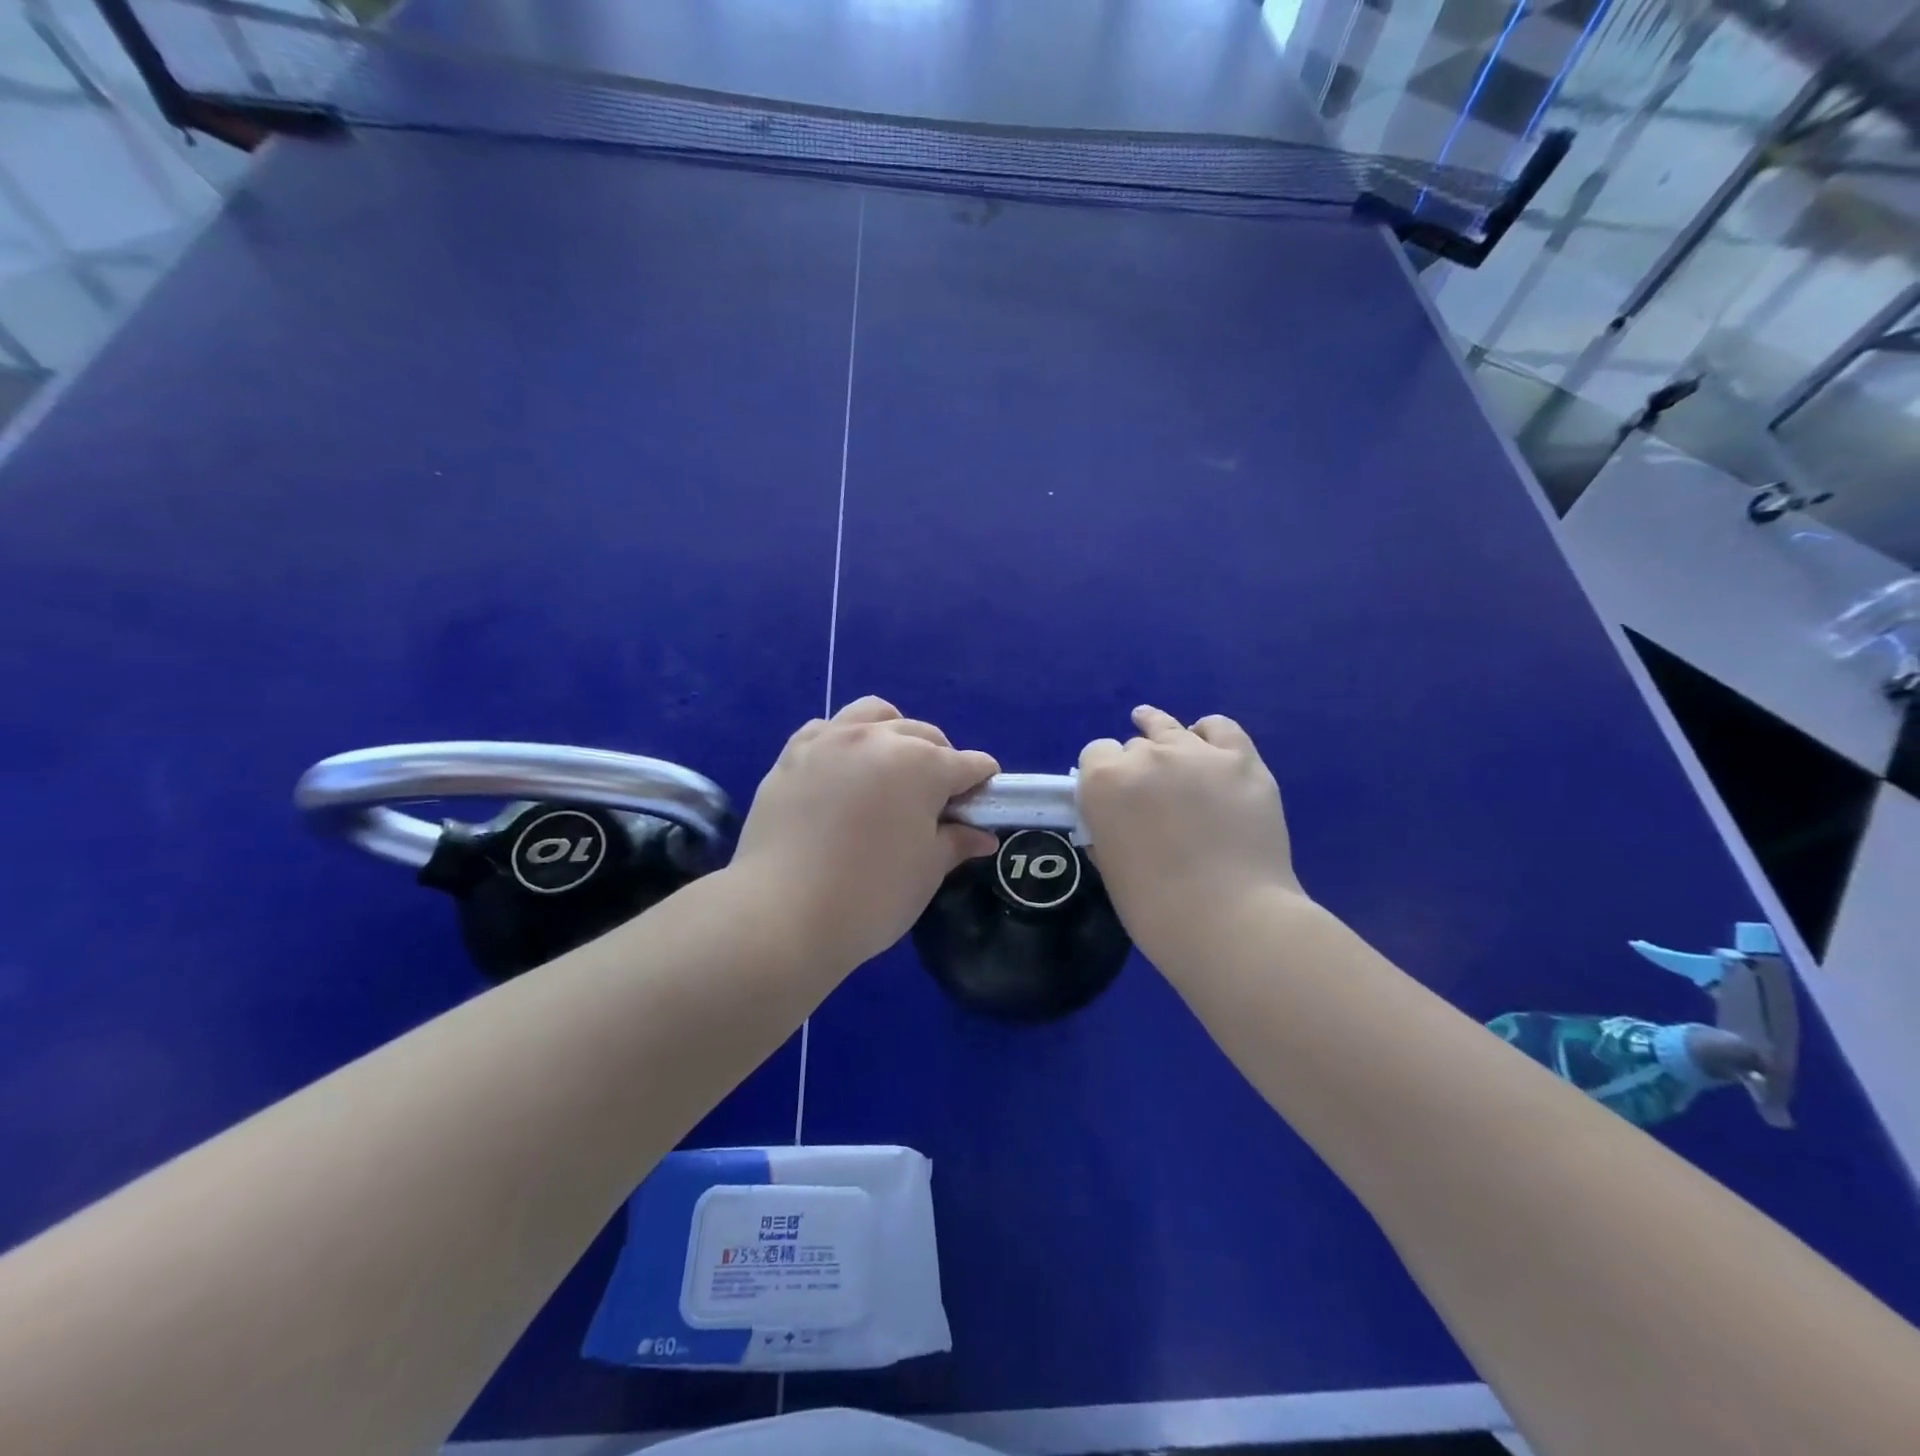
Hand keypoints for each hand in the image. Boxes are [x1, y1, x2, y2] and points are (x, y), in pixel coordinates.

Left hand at [732, 697, 999, 968]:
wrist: (780, 915)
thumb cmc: (870, 897)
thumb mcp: (926, 872)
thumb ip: (957, 842)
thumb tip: (982, 836)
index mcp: (922, 764)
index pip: (969, 764)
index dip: (982, 786)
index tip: (981, 808)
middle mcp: (878, 738)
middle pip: (925, 735)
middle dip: (941, 760)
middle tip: (935, 802)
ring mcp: (830, 740)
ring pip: (875, 715)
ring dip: (894, 734)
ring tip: (890, 770)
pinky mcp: (792, 754)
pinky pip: (827, 728)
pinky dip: (844, 740)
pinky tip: (843, 772)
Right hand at [1078, 706, 1303, 968]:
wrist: (1231, 921)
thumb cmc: (1156, 908)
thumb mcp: (1110, 867)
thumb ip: (1107, 830)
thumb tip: (1115, 819)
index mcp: (1104, 781)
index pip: (1094, 755)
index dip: (1102, 775)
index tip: (1113, 798)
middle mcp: (1146, 756)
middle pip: (1134, 745)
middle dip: (1137, 767)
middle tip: (1150, 800)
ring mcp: (1197, 754)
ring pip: (1171, 728)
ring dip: (1163, 736)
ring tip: (1162, 739)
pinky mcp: (1241, 761)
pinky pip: (1220, 728)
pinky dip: (1209, 734)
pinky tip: (1206, 744)